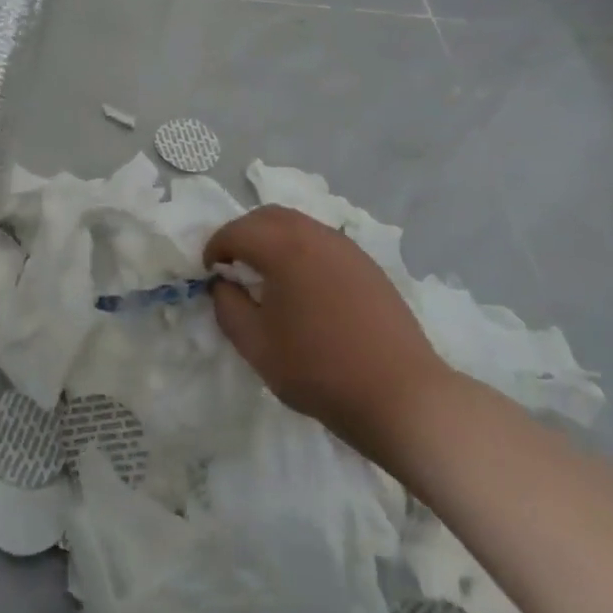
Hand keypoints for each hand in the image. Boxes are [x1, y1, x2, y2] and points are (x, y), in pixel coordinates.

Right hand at [206, 205, 451, 453]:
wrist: (402, 396)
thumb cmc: (320, 370)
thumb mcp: (257, 346)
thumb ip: (228, 307)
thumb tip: (223, 284)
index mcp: (283, 247)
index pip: (236, 232)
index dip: (215, 248)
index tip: (210, 273)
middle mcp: (314, 234)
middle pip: (267, 217)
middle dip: (243, 235)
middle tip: (233, 267)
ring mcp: (346, 247)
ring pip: (298, 225)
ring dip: (273, 240)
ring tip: (268, 277)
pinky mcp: (367, 265)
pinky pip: (322, 243)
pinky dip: (301, 251)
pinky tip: (305, 289)